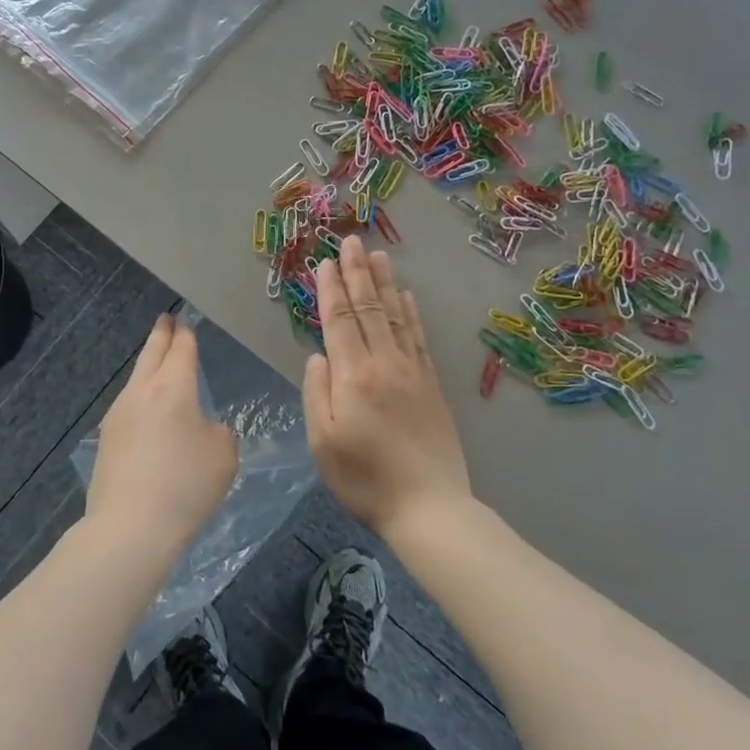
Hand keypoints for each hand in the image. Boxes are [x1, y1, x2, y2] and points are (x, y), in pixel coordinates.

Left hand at [86, 314, 236, 556]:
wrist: (130, 527)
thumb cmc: (185, 487)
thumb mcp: (223, 456)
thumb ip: (217, 432)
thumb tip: (200, 428)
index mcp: (173, 388)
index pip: (181, 350)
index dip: (186, 335)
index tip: (186, 324)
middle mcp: (141, 392)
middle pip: (151, 353)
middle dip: (161, 335)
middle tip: (166, 320)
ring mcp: (118, 414)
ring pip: (136, 379)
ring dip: (148, 367)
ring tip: (157, 364)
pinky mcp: (107, 438)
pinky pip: (128, 406)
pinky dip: (141, 398)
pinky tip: (147, 411)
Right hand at [304, 235, 472, 539]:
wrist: (430, 507)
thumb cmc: (365, 480)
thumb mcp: (323, 443)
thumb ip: (317, 393)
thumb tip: (318, 355)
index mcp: (354, 377)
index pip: (339, 321)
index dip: (331, 289)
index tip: (326, 261)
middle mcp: (385, 364)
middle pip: (368, 309)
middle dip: (357, 273)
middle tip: (351, 241)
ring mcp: (413, 372)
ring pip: (395, 317)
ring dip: (384, 284)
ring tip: (378, 255)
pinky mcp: (432, 385)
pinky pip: (419, 338)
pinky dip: (410, 313)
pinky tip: (406, 297)